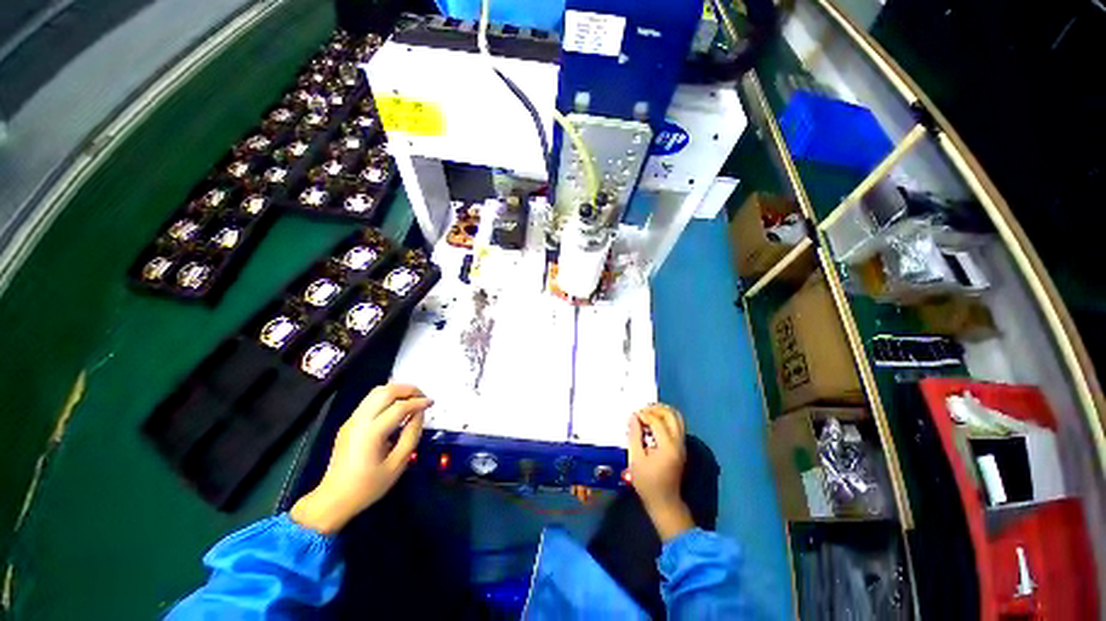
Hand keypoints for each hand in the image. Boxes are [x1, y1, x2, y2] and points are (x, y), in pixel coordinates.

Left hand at [290, 384, 430, 534]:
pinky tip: (397, 407)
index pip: (399, 407)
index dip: (418, 402)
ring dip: (397, 390)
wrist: (333, 499)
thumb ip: (411, 436)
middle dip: (408, 389)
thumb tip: (419, 415)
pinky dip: (387, 397)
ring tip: (412, 399)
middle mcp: (360, 421)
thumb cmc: (367, 486)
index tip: (432, 403)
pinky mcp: (349, 423)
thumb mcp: (397, 465)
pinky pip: (370, 400)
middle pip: (386, 392)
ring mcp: (352, 420)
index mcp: (371, 433)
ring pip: (376, 392)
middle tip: (423, 397)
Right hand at [628, 404, 693, 541]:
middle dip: (656, 409)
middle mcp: (678, 443)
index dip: (644, 415)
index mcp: (668, 446)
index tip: (633, 416)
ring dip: (663, 412)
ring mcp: (682, 445)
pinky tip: (653, 423)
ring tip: (648, 414)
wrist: (664, 502)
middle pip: (672, 415)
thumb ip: (634, 436)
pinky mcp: (681, 448)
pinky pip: (676, 426)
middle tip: (642, 411)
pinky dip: (666, 419)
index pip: (657, 421)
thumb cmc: (647, 483)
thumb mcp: (635, 459)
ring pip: (677, 419)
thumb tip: (634, 417)